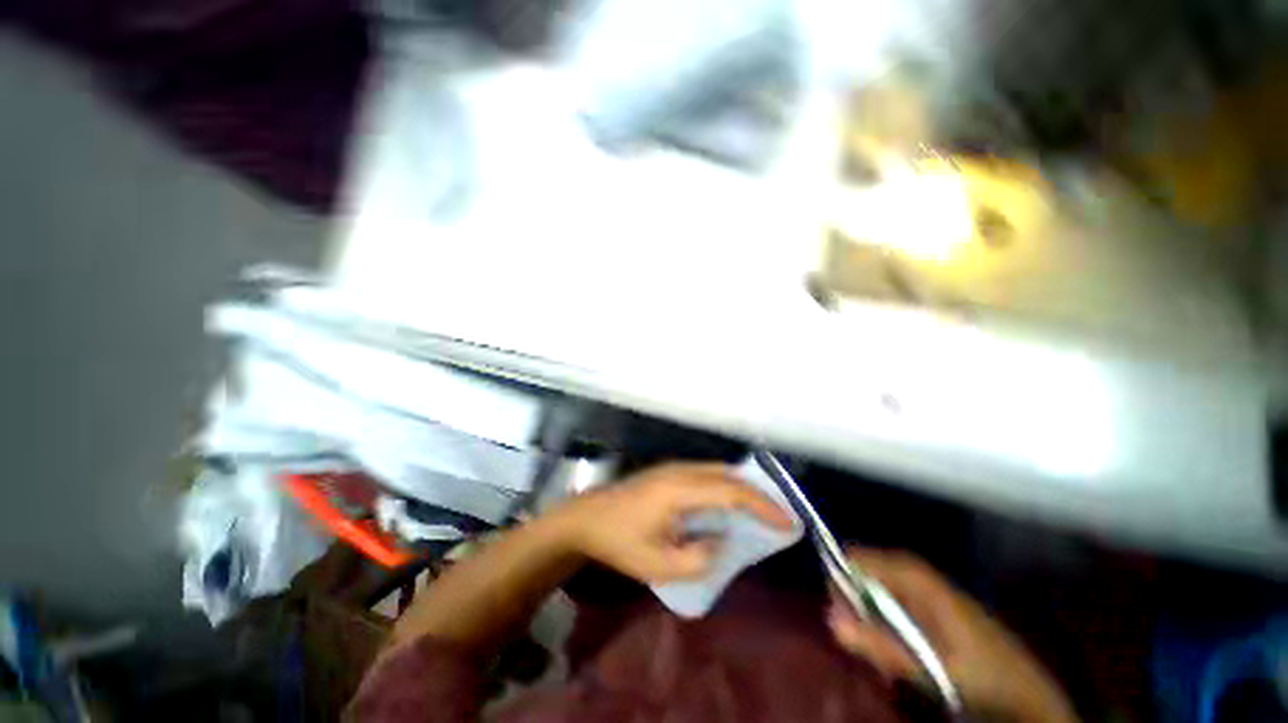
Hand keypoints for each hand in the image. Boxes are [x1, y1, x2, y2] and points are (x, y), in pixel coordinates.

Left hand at [553, 463, 792, 583]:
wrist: (587, 518)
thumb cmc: (620, 542)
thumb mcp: (659, 564)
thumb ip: (699, 558)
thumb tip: (723, 541)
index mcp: (680, 490)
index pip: (732, 493)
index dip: (763, 507)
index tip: (788, 524)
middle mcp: (681, 470)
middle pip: (729, 475)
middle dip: (759, 494)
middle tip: (782, 515)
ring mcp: (674, 467)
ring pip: (719, 470)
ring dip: (743, 487)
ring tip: (763, 509)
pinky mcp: (669, 471)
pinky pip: (707, 473)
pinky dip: (727, 485)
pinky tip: (731, 502)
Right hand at [827, 549, 1076, 722]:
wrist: (1028, 696)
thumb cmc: (980, 674)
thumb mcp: (930, 665)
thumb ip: (881, 644)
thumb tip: (831, 620)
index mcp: (922, 582)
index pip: (869, 559)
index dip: (845, 572)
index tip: (830, 596)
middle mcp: (922, 582)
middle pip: (873, 576)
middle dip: (857, 602)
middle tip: (849, 631)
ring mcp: (930, 599)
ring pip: (883, 596)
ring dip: (871, 622)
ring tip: (872, 652)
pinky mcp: (935, 618)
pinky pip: (897, 613)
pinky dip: (887, 632)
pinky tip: (891, 659)